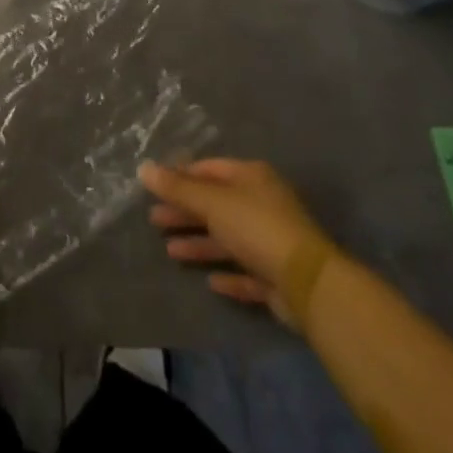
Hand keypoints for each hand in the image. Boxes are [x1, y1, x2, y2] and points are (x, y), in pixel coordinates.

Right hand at [139, 158, 337, 328]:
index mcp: (252, 178)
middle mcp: (263, 204)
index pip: (210, 169)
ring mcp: (272, 242)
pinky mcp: (278, 277)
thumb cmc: (256, 228)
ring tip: (170, 250)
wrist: (309, 284)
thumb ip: (177, 188)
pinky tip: (210, 281)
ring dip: (200, 244)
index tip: (156, 187)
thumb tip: (143, 168)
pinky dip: (227, 274)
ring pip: (228, 239)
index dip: (182, 176)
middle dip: (185, 212)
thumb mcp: (211, 202)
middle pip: (216, 205)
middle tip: (154, 219)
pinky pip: (246, 272)